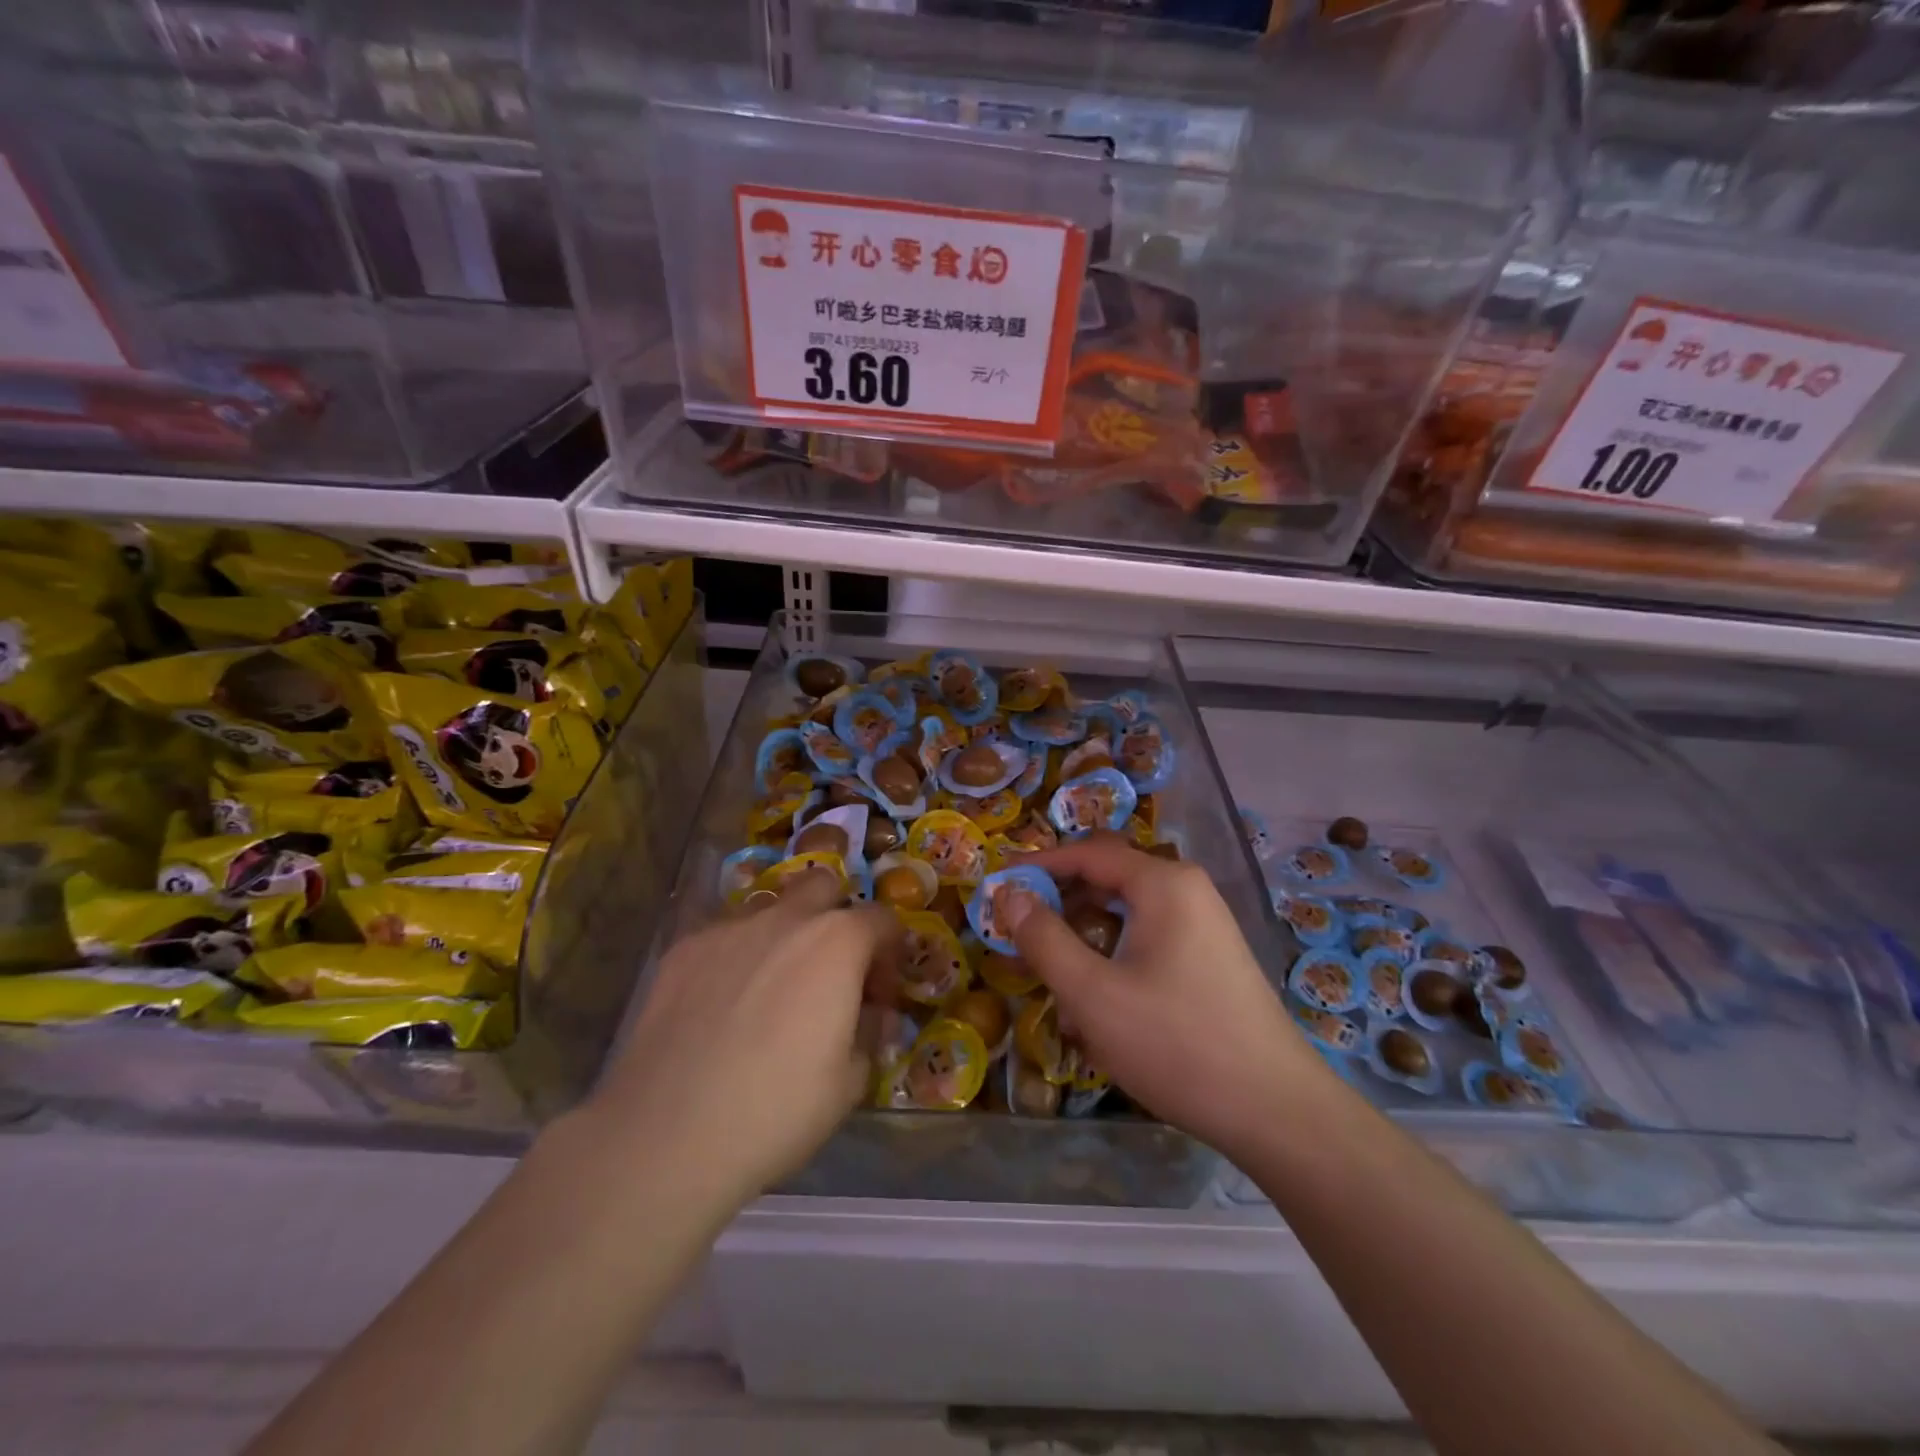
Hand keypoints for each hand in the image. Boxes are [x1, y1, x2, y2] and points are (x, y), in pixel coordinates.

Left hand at [588, 871, 900, 1209]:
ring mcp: (728, 929)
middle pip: (823, 886)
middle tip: (831, 971)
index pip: (882, 920)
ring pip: (771, 910)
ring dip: (785, 936)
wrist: (666, 1137)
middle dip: (837, 916)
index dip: (890, 954)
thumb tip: (870, 1013)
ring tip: (771, 991)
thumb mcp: (850, 1081)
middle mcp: (785, 919)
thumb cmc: (777, 1111)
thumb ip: (870, 1031)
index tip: (880, 995)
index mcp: (837, 942)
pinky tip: (723, 1007)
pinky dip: (738, 958)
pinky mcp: (683, 950)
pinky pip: (725, 938)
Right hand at [1009, 833, 1324, 1160]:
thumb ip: (1044, 938)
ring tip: (1050, 970)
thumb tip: (1009, 894)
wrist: (1275, 1110)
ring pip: (1127, 912)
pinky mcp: (1210, 956)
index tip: (996, 882)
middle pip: (1108, 878)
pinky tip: (1096, 999)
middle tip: (1017, 930)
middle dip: (1059, 901)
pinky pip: (1149, 938)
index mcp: (1163, 883)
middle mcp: (1187, 890)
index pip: (1087, 854)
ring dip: (1084, 933)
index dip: (1037, 864)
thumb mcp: (1093, 994)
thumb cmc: (1175, 1043)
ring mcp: (1204, 924)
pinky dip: (1114, 954)